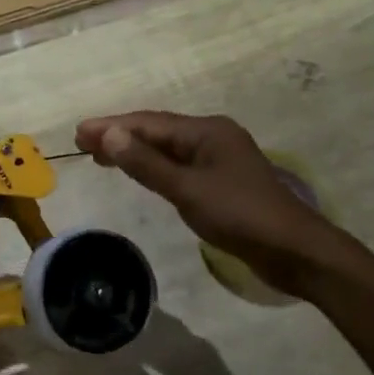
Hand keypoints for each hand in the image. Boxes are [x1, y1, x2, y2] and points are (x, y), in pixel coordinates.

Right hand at [75, 111, 363, 299]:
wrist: (295, 251)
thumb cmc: (240, 216)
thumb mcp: (187, 190)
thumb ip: (146, 164)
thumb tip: (108, 135)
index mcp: (206, 131)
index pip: (148, 123)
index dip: (111, 127)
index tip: (78, 133)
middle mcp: (213, 136)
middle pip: (157, 131)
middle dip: (120, 135)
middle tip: (82, 144)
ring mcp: (219, 159)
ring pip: (168, 148)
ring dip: (135, 151)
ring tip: (101, 157)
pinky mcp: (222, 181)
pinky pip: (179, 164)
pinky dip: (153, 166)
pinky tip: (141, 172)